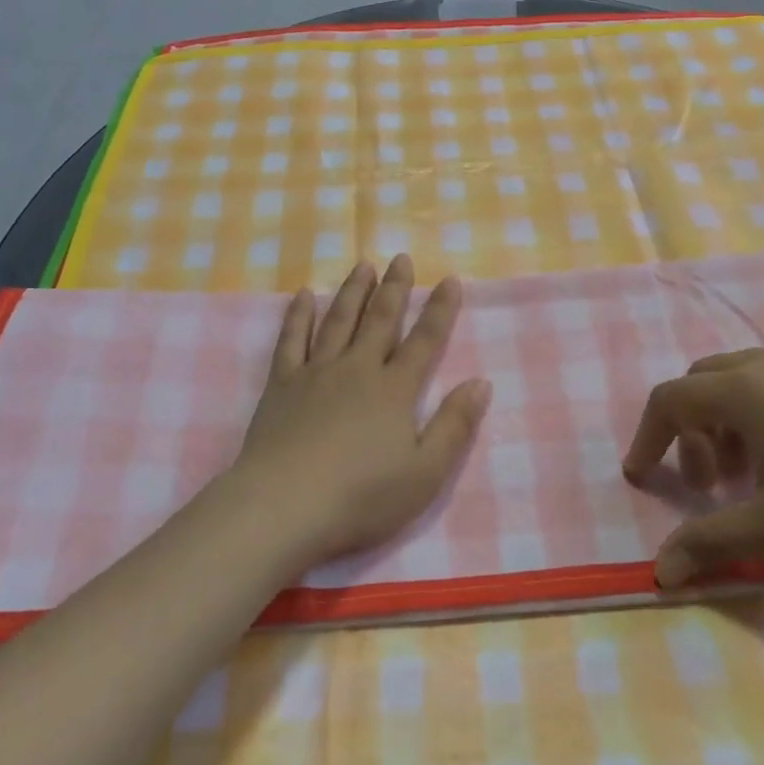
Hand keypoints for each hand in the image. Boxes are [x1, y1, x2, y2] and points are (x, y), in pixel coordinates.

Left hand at [231, 256, 492, 564]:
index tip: (450, 279)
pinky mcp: (282, 384)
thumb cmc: (361, 496)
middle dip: (395, 288)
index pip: (425, 340)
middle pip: (381, 319)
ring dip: (353, 291)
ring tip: (363, 265)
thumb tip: (481, 382)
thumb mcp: (425, 473)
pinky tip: (303, 296)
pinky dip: (298, 315)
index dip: (440, 309)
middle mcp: (358, 369)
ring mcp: (317, 372)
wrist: (284, 506)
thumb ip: (454, 426)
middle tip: (402, 258)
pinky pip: (291, 340)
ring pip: (339, 320)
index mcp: (395, 390)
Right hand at [623, 349, 763, 587]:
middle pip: (701, 383)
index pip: (669, 400)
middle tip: (707, 483)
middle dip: (688, 429)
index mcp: (743, 390)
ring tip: (753, 475)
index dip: (647, 438)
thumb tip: (659, 572)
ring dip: (727, 422)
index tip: (642, 478)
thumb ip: (708, 544)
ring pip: (742, 380)